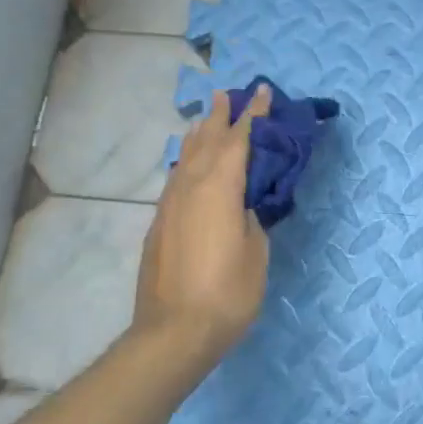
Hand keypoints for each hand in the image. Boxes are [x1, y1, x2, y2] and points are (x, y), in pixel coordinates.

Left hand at [132, 85, 272, 370]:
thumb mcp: (255, 252)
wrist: (174, 331)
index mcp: (219, 188)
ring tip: (205, 120)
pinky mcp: (159, 224)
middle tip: (227, 94)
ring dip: (199, 135)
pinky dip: (187, 162)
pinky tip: (189, 166)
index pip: (239, 140)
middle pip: (206, 141)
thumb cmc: (228, 293)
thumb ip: (250, 219)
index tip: (263, 92)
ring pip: (186, 158)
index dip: (253, 114)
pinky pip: (176, 179)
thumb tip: (241, 206)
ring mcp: (170, 205)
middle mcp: (190, 187)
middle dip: (219, 116)